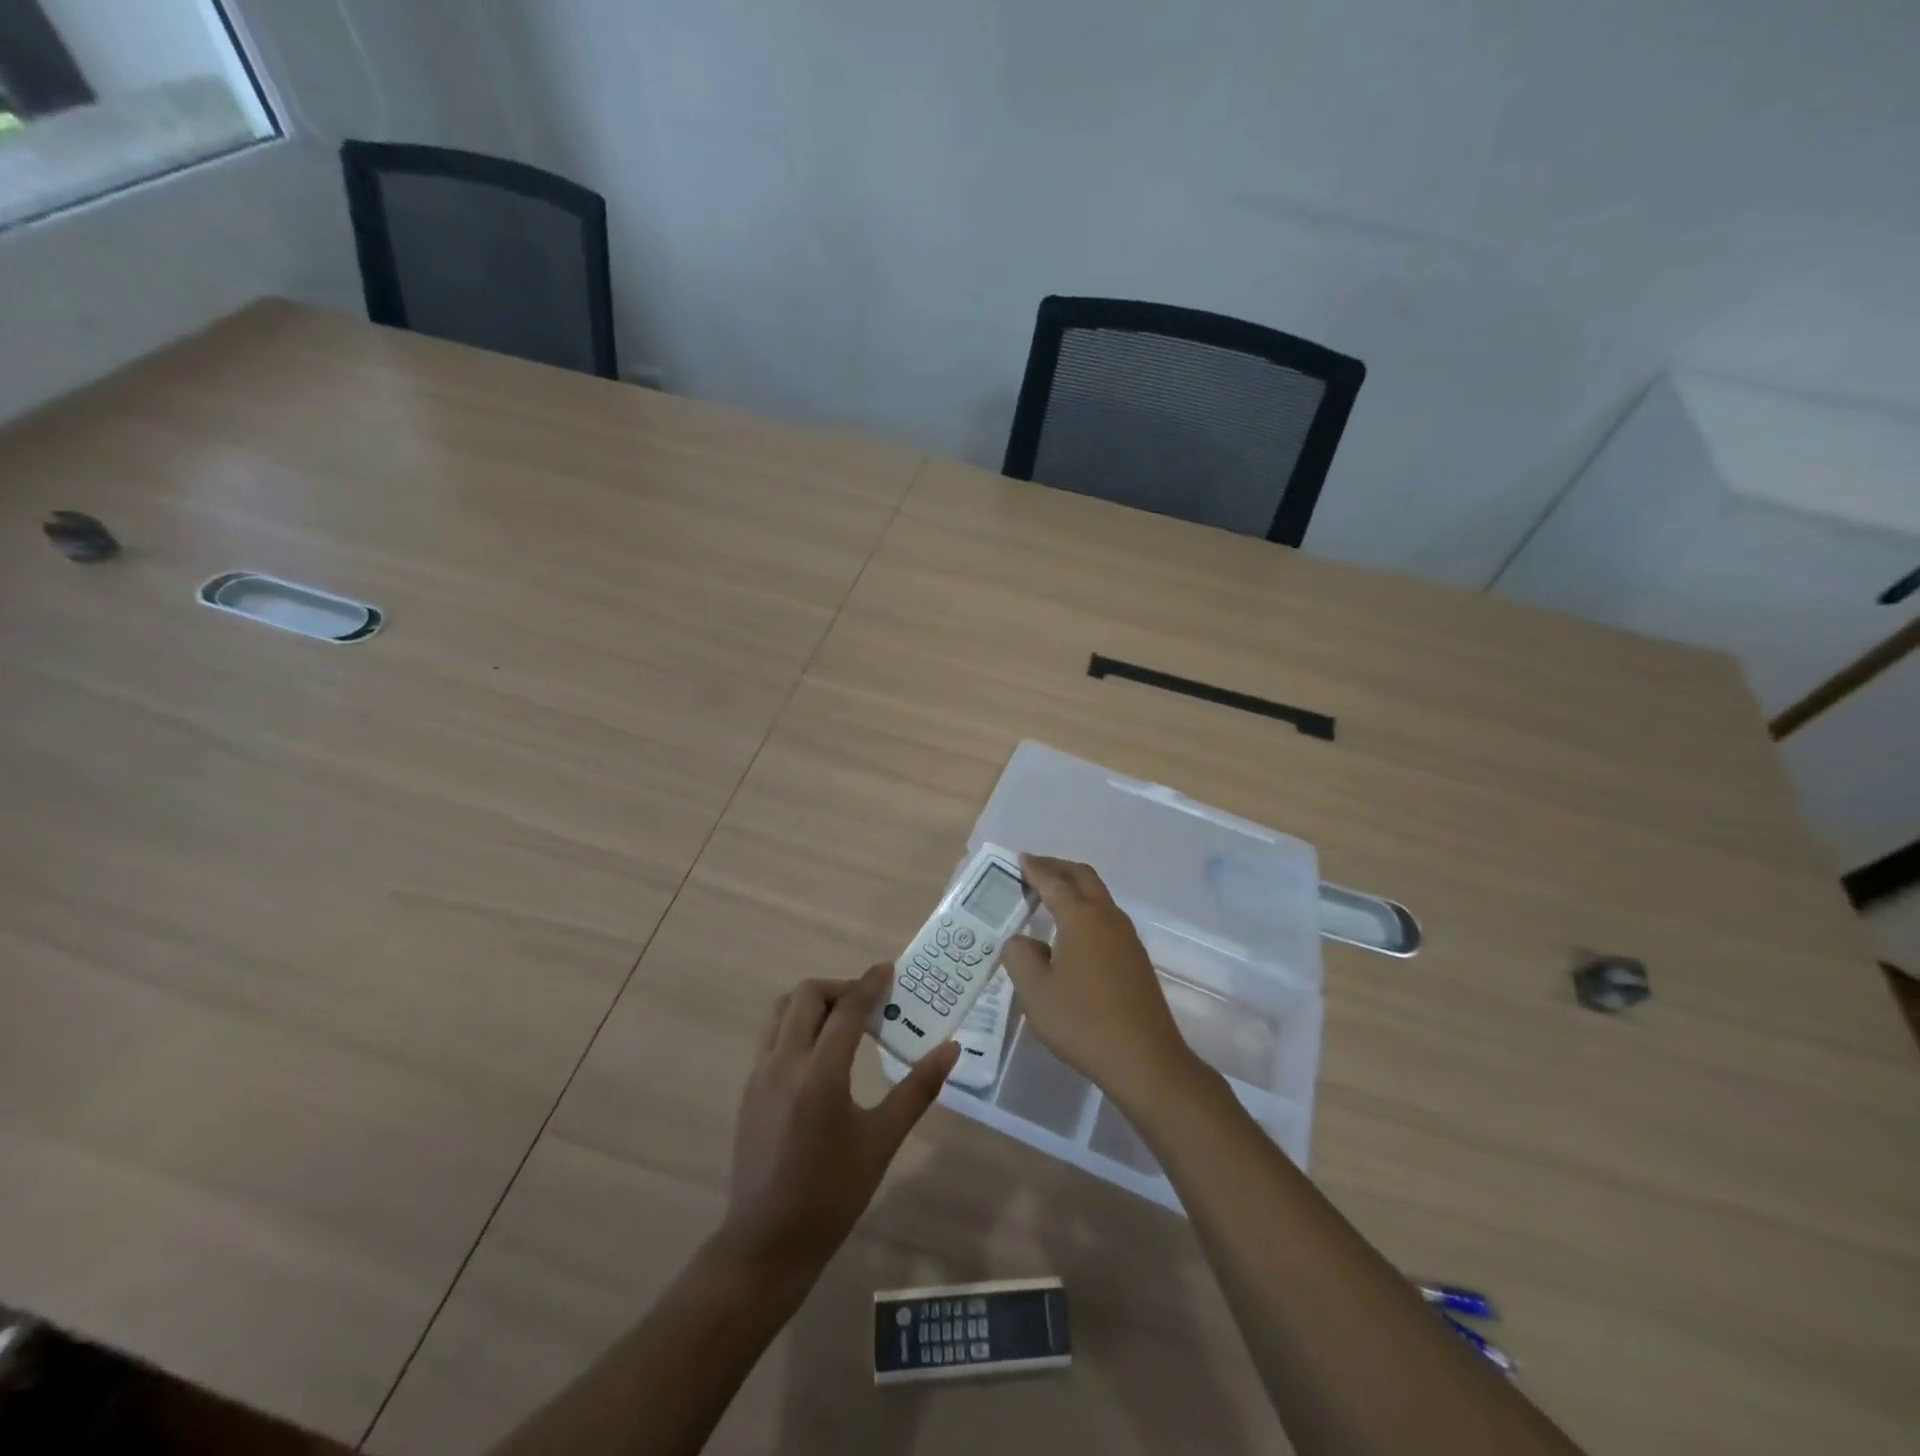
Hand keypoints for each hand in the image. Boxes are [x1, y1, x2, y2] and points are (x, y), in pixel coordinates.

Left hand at [718, 964, 958, 1283]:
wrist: (767, 1243)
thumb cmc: (832, 1195)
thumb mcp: (882, 1141)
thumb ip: (918, 1090)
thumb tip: (950, 1049)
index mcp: (819, 1077)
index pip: (845, 1010)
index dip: (869, 984)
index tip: (889, 969)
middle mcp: (783, 1064)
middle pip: (806, 996)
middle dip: (840, 988)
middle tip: (868, 1003)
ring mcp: (759, 1074)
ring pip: (782, 1011)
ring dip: (813, 1002)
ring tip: (844, 1021)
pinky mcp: (749, 1088)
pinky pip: (772, 1035)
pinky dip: (797, 1025)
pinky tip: (820, 1053)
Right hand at [1001, 854, 1202, 1108]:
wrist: (1145, 1060)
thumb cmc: (1083, 1021)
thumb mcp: (1035, 991)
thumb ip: (1019, 956)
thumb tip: (1022, 941)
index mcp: (1081, 917)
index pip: (1053, 882)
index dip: (1034, 869)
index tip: (1019, 859)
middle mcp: (1107, 917)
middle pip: (1083, 877)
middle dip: (1057, 868)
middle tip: (1034, 869)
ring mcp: (1127, 938)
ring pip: (1099, 896)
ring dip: (1074, 888)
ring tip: (1050, 897)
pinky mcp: (1136, 959)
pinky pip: (1106, 918)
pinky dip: (1086, 909)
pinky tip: (1073, 933)